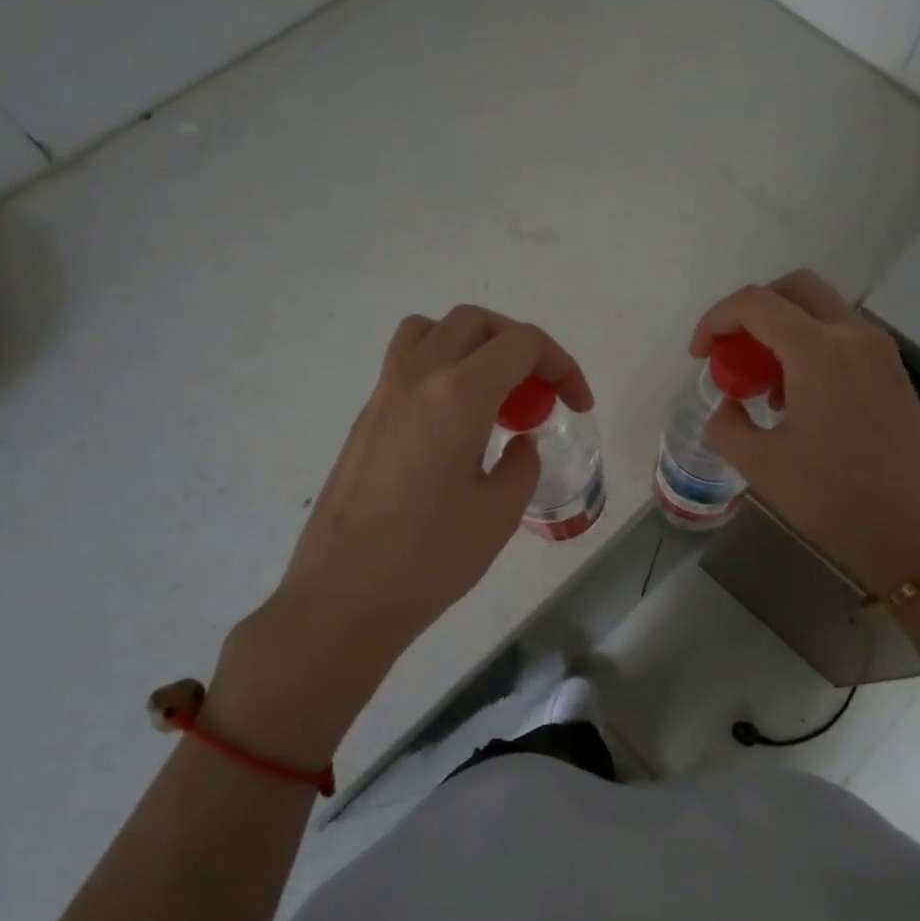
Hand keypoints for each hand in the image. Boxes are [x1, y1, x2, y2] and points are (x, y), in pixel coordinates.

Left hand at [210, 306, 591, 756]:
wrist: (342, 598)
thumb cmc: (429, 560)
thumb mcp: (499, 513)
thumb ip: (522, 464)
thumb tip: (519, 442)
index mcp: (457, 396)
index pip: (521, 343)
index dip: (562, 364)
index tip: (577, 405)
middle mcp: (416, 378)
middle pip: (475, 322)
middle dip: (520, 345)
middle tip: (539, 392)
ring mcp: (383, 394)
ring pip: (432, 331)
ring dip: (473, 345)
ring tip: (493, 393)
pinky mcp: (365, 418)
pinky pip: (407, 362)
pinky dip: (442, 367)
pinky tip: (455, 422)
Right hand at [691, 270, 919, 595]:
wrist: (917, 535)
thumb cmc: (834, 500)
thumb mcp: (761, 465)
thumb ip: (727, 424)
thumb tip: (730, 405)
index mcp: (818, 351)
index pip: (755, 303)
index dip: (716, 320)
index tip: (699, 356)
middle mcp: (854, 336)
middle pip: (795, 289)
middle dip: (753, 311)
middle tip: (732, 354)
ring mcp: (880, 352)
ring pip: (822, 310)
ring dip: (783, 330)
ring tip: (765, 387)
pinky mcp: (893, 373)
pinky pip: (843, 337)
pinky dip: (810, 347)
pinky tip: (799, 400)